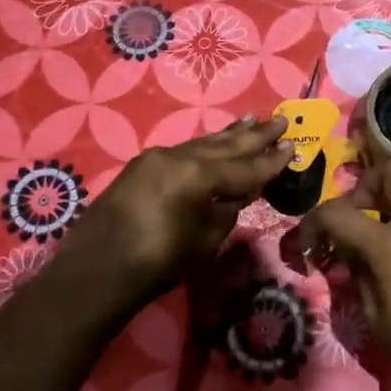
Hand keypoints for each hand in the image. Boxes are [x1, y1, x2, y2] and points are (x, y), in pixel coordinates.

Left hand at [57, 115, 291, 311]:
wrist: (96, 270)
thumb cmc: (159, 263)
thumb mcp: (205, 241)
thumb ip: (227, 210)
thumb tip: (238, 193)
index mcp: (200, 175)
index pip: (246, 166)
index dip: (272, 159)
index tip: (294, 144)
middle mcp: (180, 157)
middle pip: (226, 145)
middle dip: (255, 135)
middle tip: (280, 119)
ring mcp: (157, 157)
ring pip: (202, 143)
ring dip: (229, 135)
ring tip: (251, 120)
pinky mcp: (141, 166)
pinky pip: (183, 150)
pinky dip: (204, 146)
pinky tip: (214, 142)